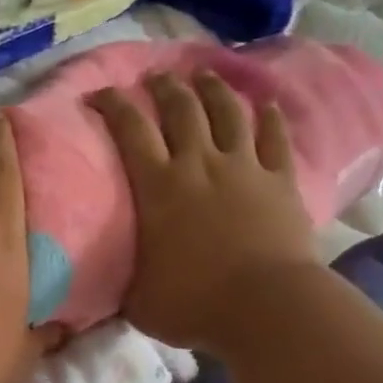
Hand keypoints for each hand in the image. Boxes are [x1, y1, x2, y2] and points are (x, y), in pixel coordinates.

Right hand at [90, 71, 316, 350]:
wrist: (265, 307)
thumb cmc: (195, 304)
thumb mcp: (139, 300)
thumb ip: (124, 283)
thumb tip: (109, 285)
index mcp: (158, 187)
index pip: (130, 130)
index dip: (114, 104)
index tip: (101, 93)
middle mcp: (199, 164)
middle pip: (181, 109)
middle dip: (165, 87)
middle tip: (155, 77)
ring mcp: (244, 168)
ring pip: (228, 113)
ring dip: (214, 90)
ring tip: (204, 75)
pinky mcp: (280, 180)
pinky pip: (275, 139)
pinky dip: (270, 119)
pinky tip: (267, 105)